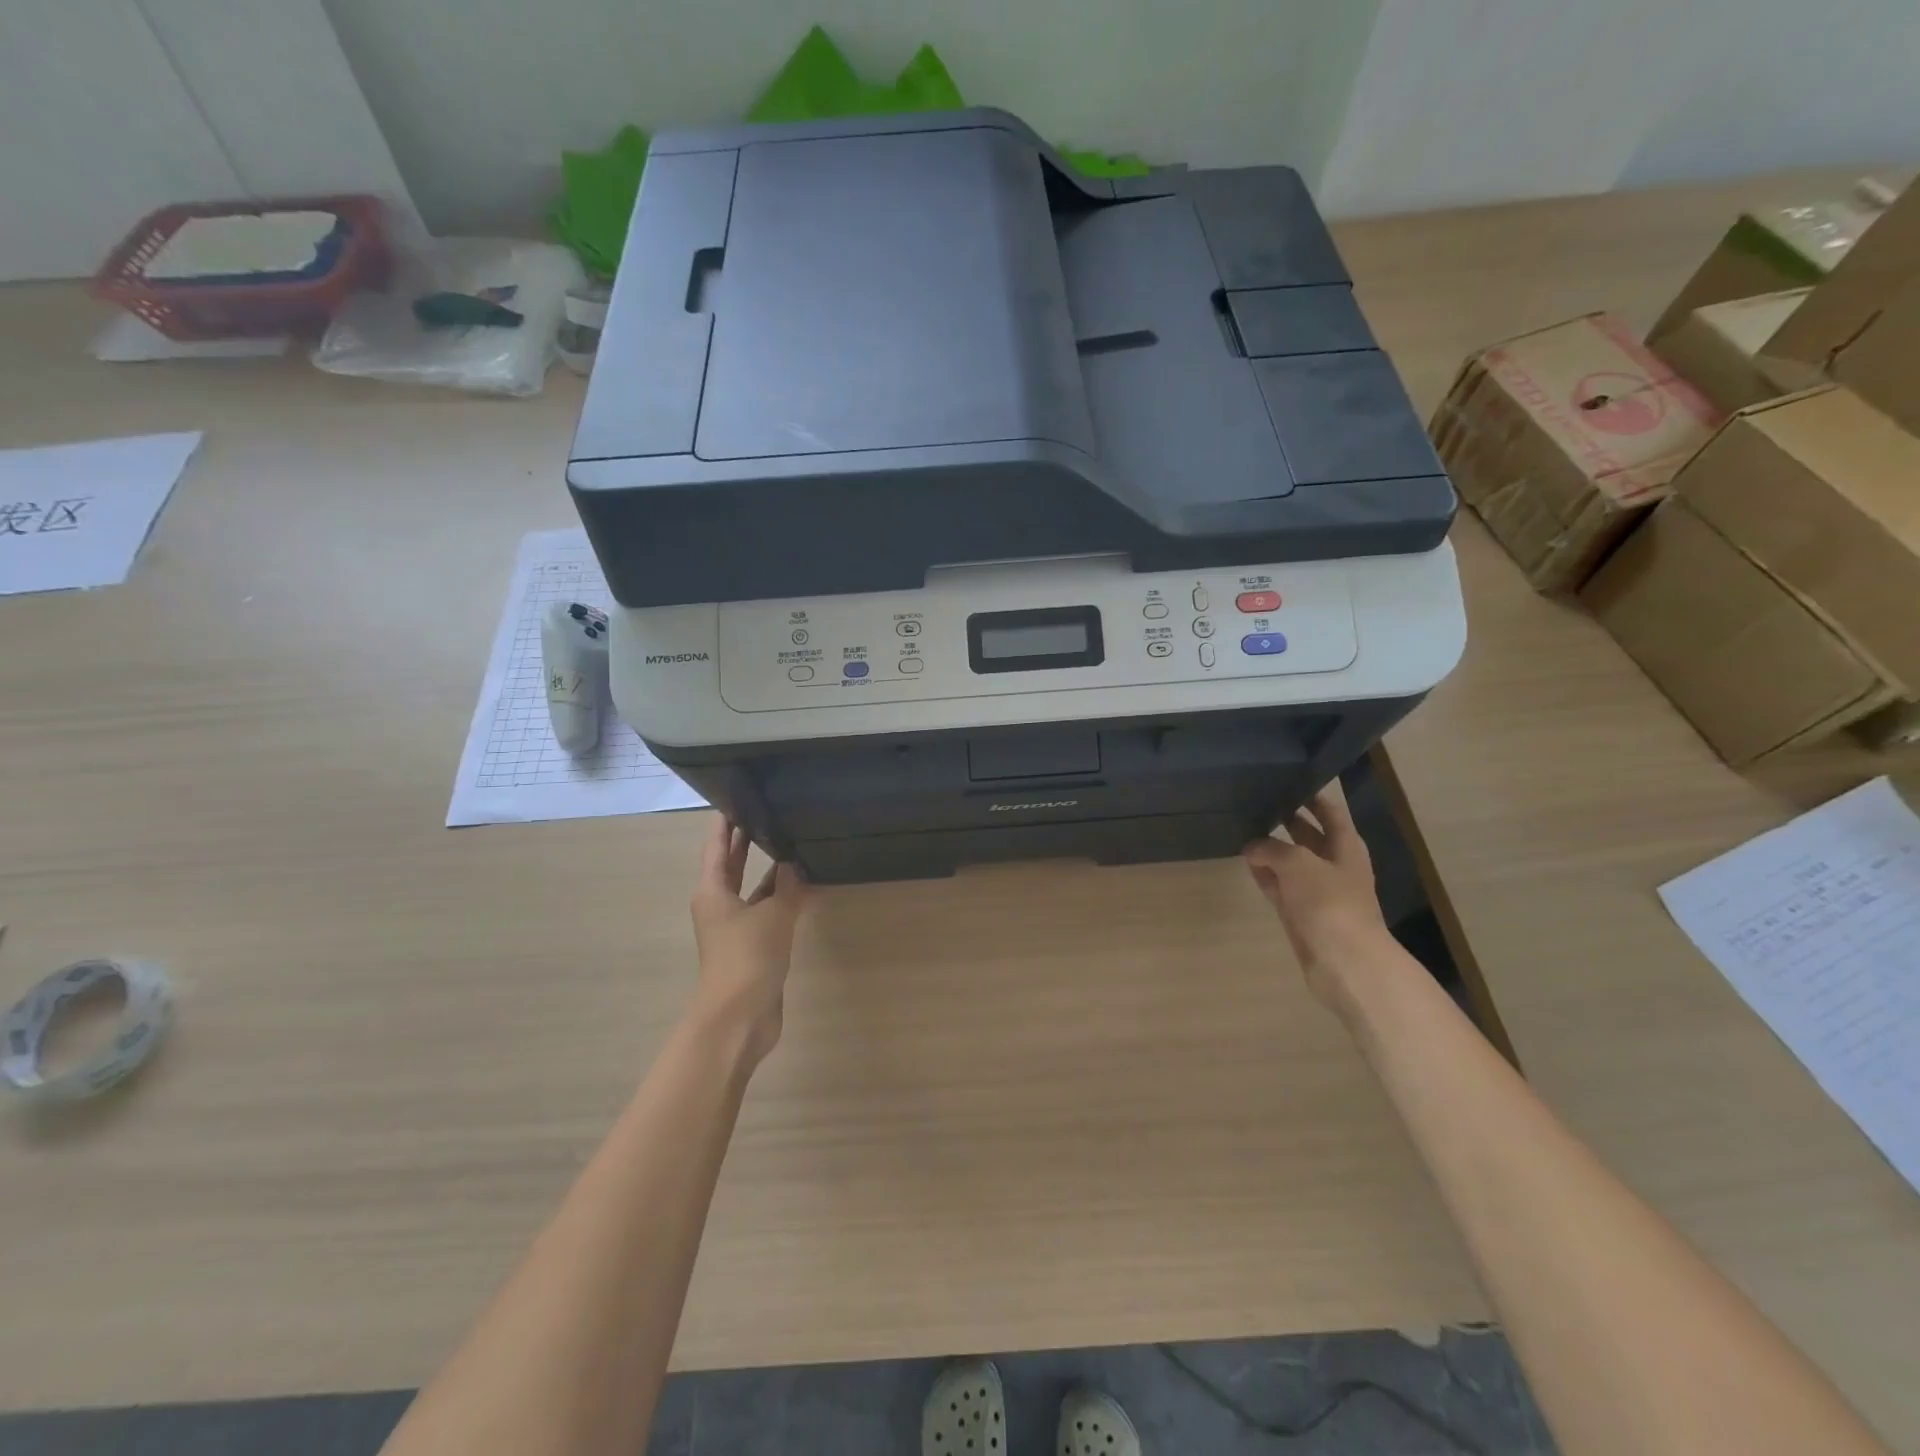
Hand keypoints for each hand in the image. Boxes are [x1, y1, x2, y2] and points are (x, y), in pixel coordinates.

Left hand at [689, 817, 808, 1065]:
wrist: (740, 1017)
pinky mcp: (753, 947)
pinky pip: (767, 911)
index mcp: (712, 892)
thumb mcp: (772, 915)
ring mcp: (736, 928)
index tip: (736, 798)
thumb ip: (786, 886)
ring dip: (768, 871)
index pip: (717, 848)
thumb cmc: (747, 958)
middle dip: (745, 842)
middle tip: (765, 813)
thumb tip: (794, 862)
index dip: (725, 824)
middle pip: (731, 866)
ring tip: (790, 843)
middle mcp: (720, 906)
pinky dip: (782, 898)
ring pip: (752, 890)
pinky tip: (803, 886)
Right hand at [1244, 783, 1389, 1006]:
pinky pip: (1279, 887)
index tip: (1288, 780)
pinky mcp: (1300, 914)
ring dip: (1272, 849)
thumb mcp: (1298, 863)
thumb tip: (1251, 846)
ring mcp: (1317, 892)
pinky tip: (1246, 863)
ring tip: (1244, 829)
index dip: (1312, 796)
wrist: (1344, 962)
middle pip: (1310, 836)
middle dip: (1288, 820)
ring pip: (1291, 862)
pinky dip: (1265, 875)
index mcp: (1346, 848)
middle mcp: (1334, 866)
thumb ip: (1271, 848)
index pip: (1330, 812)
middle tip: (1257, 802)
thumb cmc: (1329, 903)